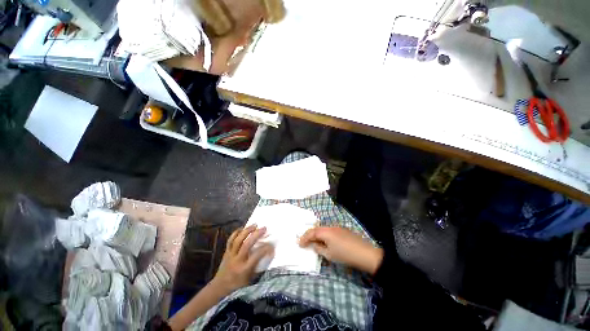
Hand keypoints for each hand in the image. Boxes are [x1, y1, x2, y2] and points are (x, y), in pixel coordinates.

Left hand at [212, 225, 273, 293]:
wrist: (219, 288)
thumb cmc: (238, 286)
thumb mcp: (251, 280)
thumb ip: (259, 267)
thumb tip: (269, 255)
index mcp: (244, 269)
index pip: (257, 256)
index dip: (266, 249)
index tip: (272, 245)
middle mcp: (237, 261)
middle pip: (247, 244)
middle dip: (256, 235)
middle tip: (264, 228)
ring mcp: (230, 255)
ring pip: (238, 240)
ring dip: (247, 231)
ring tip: (255, 225)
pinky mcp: (226, 252)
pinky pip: (230, 240)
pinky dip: (236, 232)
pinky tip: (243, 228)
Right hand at [299, 227, 382, 274]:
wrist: (364, 253)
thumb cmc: (345, 255)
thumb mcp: (329, 254)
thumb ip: (319, 248)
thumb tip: (314, 245)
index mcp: (326, 232)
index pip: (312, 232)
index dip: (304, 238)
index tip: (299, 244)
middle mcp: (330, 227)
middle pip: (317, 229)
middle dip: (310, 235)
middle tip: (305, 242)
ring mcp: (338, 228)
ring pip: (324, 229)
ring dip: (318, 235)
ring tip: (314, 242)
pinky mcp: (343, 230)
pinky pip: (330, 231)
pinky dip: (325, 235)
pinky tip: (326, 241)